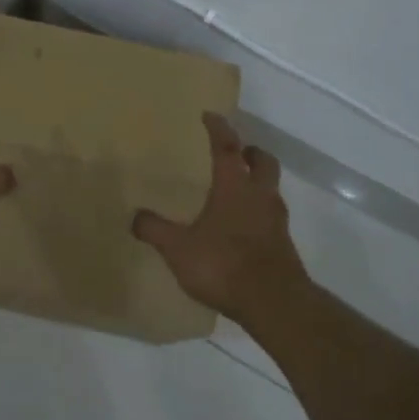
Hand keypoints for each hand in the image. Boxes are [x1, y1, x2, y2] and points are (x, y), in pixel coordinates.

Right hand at [133, 112, 308, 324]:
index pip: (227, 147)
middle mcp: (260, 196)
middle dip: (251, 152)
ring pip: (271, 189)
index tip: (210, 116)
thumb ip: (155, 230)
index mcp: (234, 187)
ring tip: (238, 190)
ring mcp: (276, 221)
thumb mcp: (178, 248)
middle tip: (237, 152)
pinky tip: (243, 227)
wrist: (274, 304)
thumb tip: (134, 217)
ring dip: (258, 182)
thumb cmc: (224, 264)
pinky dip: (259, 212)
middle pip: (263, 162)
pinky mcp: (284, 244)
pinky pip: (272, 216)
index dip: (219, 129)